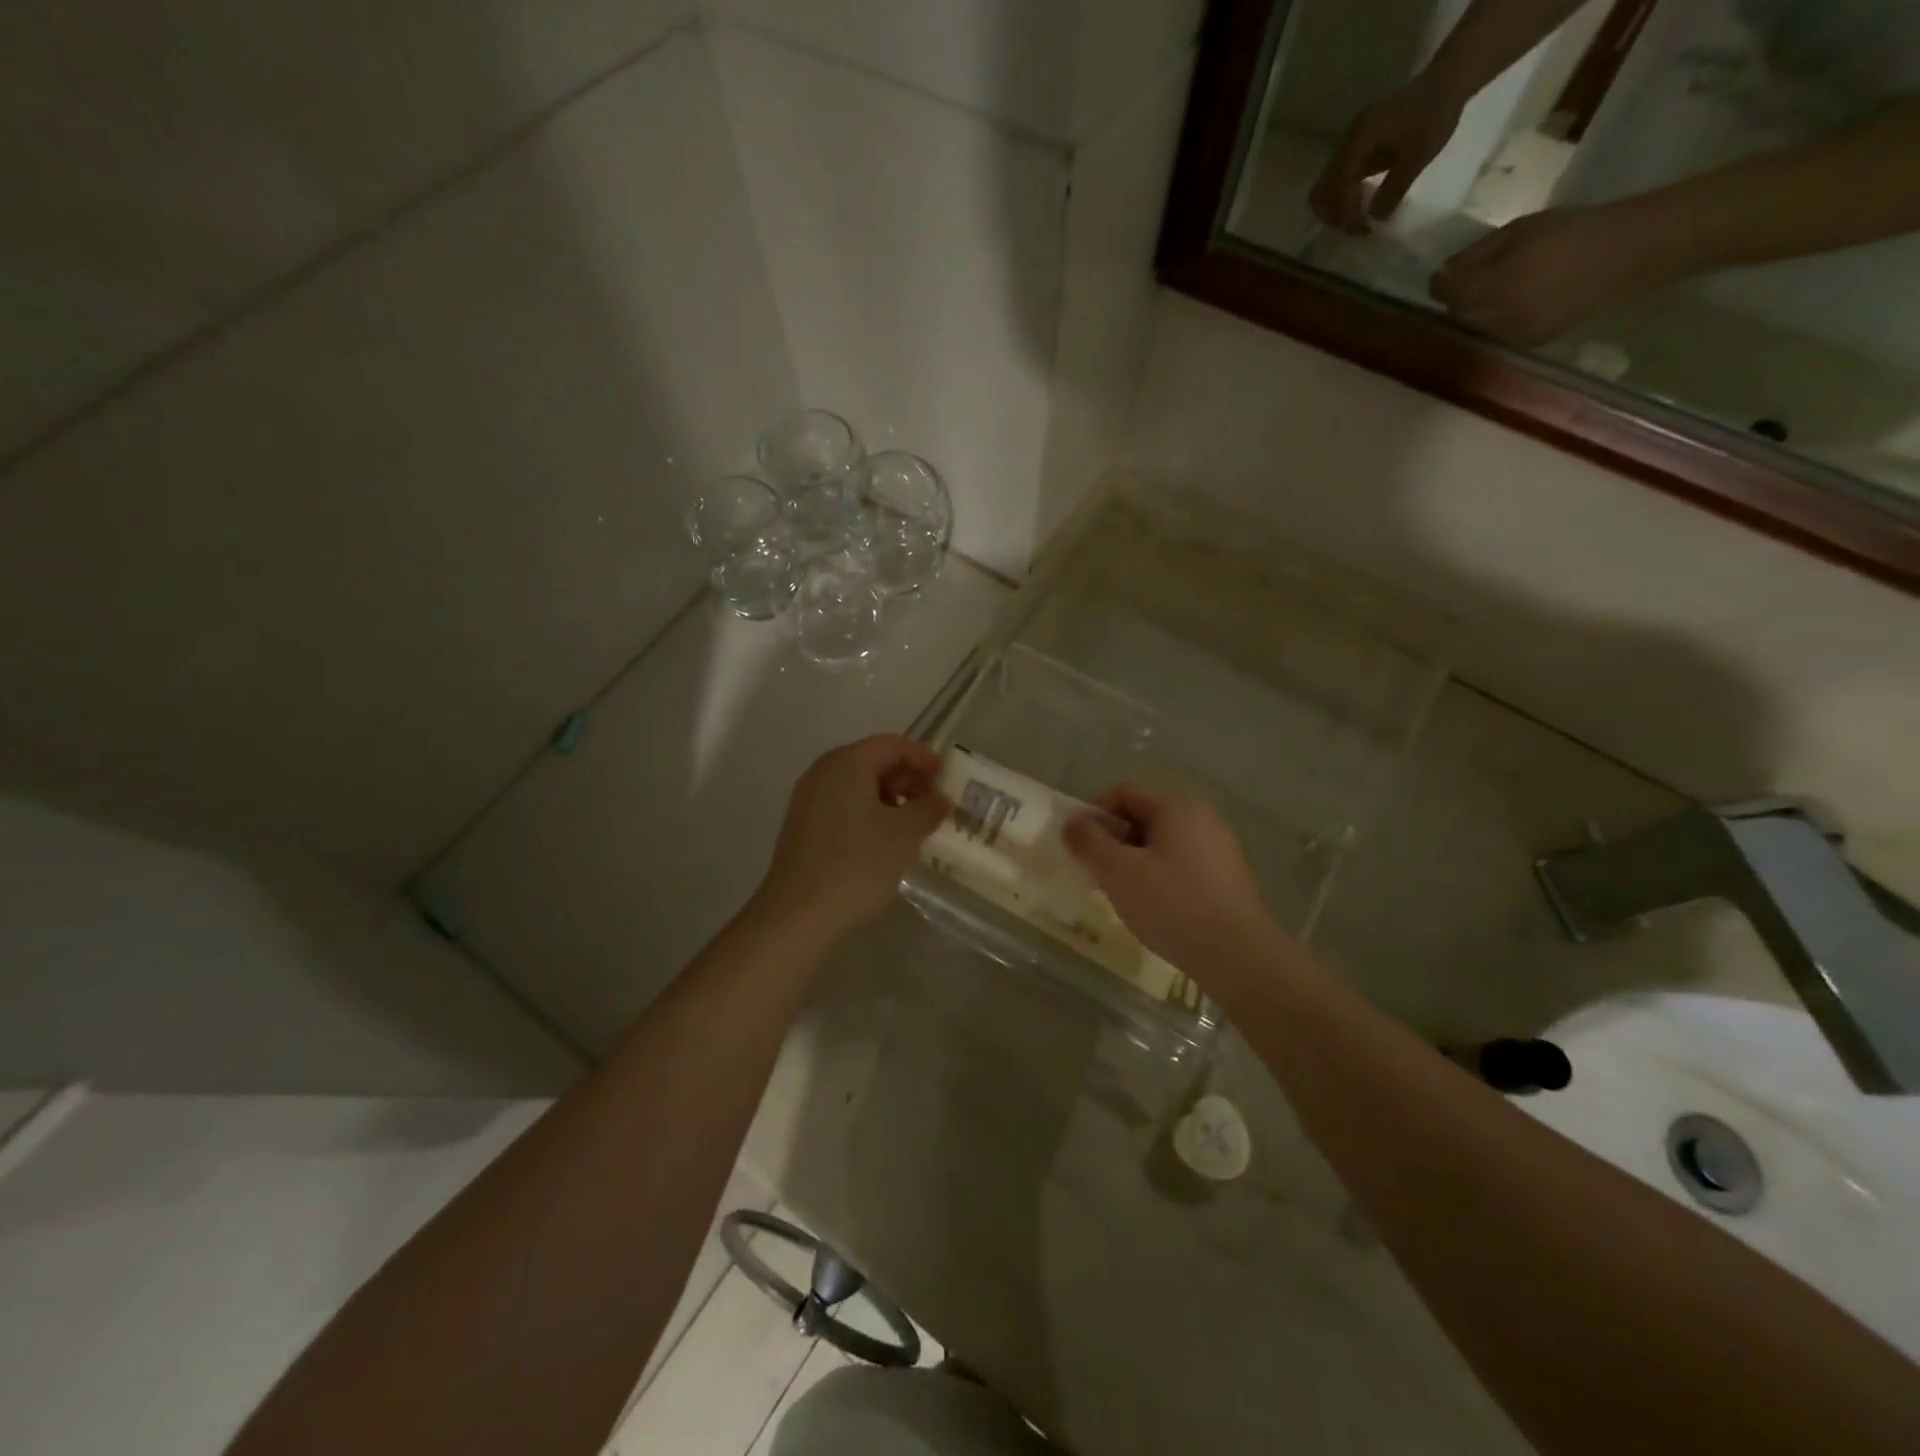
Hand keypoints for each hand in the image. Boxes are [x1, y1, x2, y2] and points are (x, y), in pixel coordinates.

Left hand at [754, 735, 949, 940]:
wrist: (798, 914)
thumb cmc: (857, 864)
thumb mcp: (904, 835)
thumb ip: (927, 809)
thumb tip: (940, 799)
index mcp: (846, 763)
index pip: (891, 744)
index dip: (922, 757)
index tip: (946, 778)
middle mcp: (823, 773)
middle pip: (872, 761)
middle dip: (906, 778)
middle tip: (933, 803)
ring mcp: (808, 801)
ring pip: (857, 786)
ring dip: (889, 798)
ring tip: (914, 825)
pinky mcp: (803, 828)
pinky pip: (843, 807)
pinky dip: (869, 814)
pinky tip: (885, 842)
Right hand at [1062, 783, 1280, 976]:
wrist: (1237, 956)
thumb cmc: (1172, 904)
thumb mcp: (1118, 872)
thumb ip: (1089, 842)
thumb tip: (1071, 823)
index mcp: (1177, 807)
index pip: (1125, 792)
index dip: (1094, 812)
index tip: (1078, 845)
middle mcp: (1202, 818)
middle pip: (1144, 815)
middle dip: (1113, 839)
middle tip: (1095, 871)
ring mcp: (1219, 848)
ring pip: (1161, 842)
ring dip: (1133, 859)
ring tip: (1120, 892)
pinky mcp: (1226, 877)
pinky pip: (1180, 862)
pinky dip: (1157, 875)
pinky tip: (1152, 906)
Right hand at [1310, 75, 1465, 234]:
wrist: (1446, 80)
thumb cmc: (1435, 115)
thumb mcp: (1418, 156)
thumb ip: (1393, 190)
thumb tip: (1374, 221)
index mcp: (1359, 141)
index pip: (1338, 189)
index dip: (1347, 215)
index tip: (1365, 229)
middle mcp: (1346, 143)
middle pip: (1321, 193)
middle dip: (1335, 216)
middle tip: (1358, 228)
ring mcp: (1347, 145)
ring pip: (1325, 189)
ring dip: (1337, 210)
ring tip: (1359, 220)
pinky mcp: (1354, 148)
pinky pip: (1336, 181)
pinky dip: (1343, 199)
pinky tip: (1362, 204)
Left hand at [1432, 204, 1666, 347]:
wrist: (1627, 255)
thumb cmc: (1571, 232)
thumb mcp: (1518, 230)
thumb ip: (1475, 254)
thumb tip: (1444, 272)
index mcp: (1484, 287)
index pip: (1441, 290)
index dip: (1444, 279)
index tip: (1453, 269)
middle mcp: (1488, 317)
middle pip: (1457, 311)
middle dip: (1462, 295)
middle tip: (1481, 276)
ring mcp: (1506, 334)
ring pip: (1476, 324)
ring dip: (1481, 308)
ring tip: (1507, 286)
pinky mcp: (1526, 343)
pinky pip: (1500, 332)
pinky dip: (1502, 318)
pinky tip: (1525, 300)